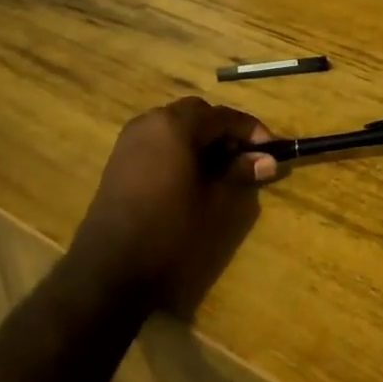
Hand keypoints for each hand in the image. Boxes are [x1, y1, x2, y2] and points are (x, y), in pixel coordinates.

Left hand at [69, 97, 277, 311]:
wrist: (110, 267)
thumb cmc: (170, 230)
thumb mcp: (214, 202)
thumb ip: (240, 173)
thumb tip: (268, 160)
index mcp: (175, 126)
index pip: (222, 115)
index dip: (251, 130)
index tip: (272, 149)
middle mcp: (150, 122)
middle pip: (196, 114)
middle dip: (224, 130)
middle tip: (245, 158)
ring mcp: (130, 139)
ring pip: (175, 125)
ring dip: (201, 139)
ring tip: (221, 169)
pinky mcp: (120, 159)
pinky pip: (157, 140)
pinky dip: (179, 148)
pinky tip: (191, 176)